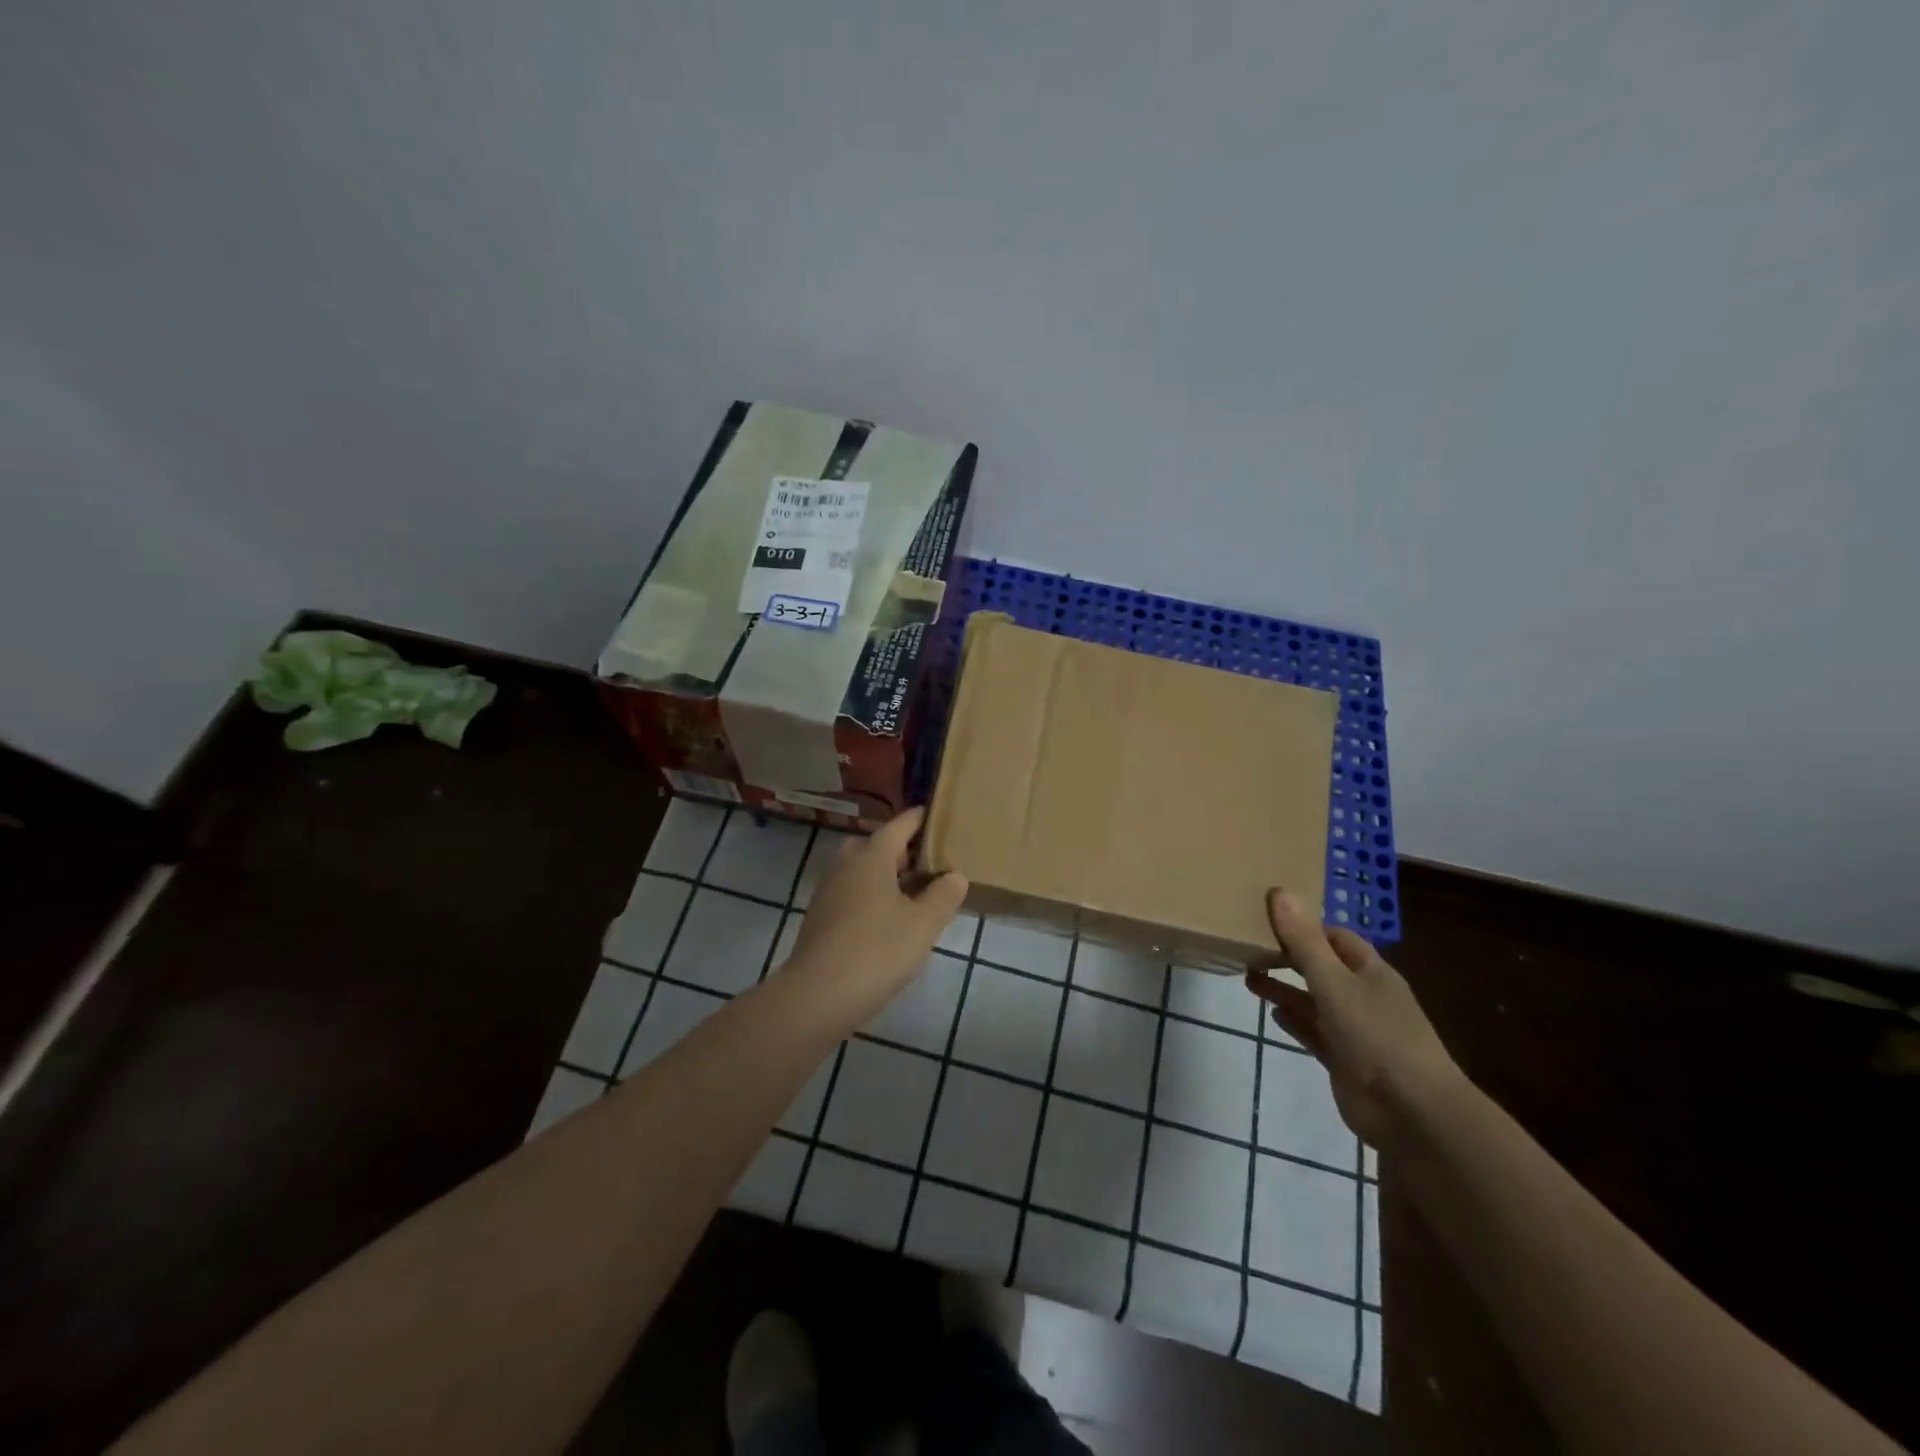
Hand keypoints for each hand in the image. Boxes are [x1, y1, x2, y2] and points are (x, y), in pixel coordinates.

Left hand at [784, 807, 967, 1020]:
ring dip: (886, 876)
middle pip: (876, 845)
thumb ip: (943, 896)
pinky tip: (889, 922)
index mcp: (871, 857)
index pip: (900, 824)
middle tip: (929, 865)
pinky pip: (852, 894)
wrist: (818, 996)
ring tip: (915, 896)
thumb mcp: (923, 924)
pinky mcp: (821, 919)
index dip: (921, 819)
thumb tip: (954, 876)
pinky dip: (872, 897)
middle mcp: (846, 866)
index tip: (940, 816)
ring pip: (862, 871)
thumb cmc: (877, 951)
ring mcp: (829, 892)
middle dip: (901, 850)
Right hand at [1246, 889, 1463, 1150]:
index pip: (1335, 938)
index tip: (1267, 918)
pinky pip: (1315, 1034)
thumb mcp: (1334, 983)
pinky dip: (1295, 1022)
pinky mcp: (1346, 1060)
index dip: (1305, 926)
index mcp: (1371, 972)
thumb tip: (1280, 892)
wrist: (1413, 1113)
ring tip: (1248, 976)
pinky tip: (1272, 1015)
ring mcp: (1356, 1030)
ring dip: (1285, 989)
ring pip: (1314, 1001)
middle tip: (1249, 946)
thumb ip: (1304, 942)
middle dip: (1289, 957)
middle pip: (1322, 967)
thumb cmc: (1377, 1036)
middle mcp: (1365, 996)